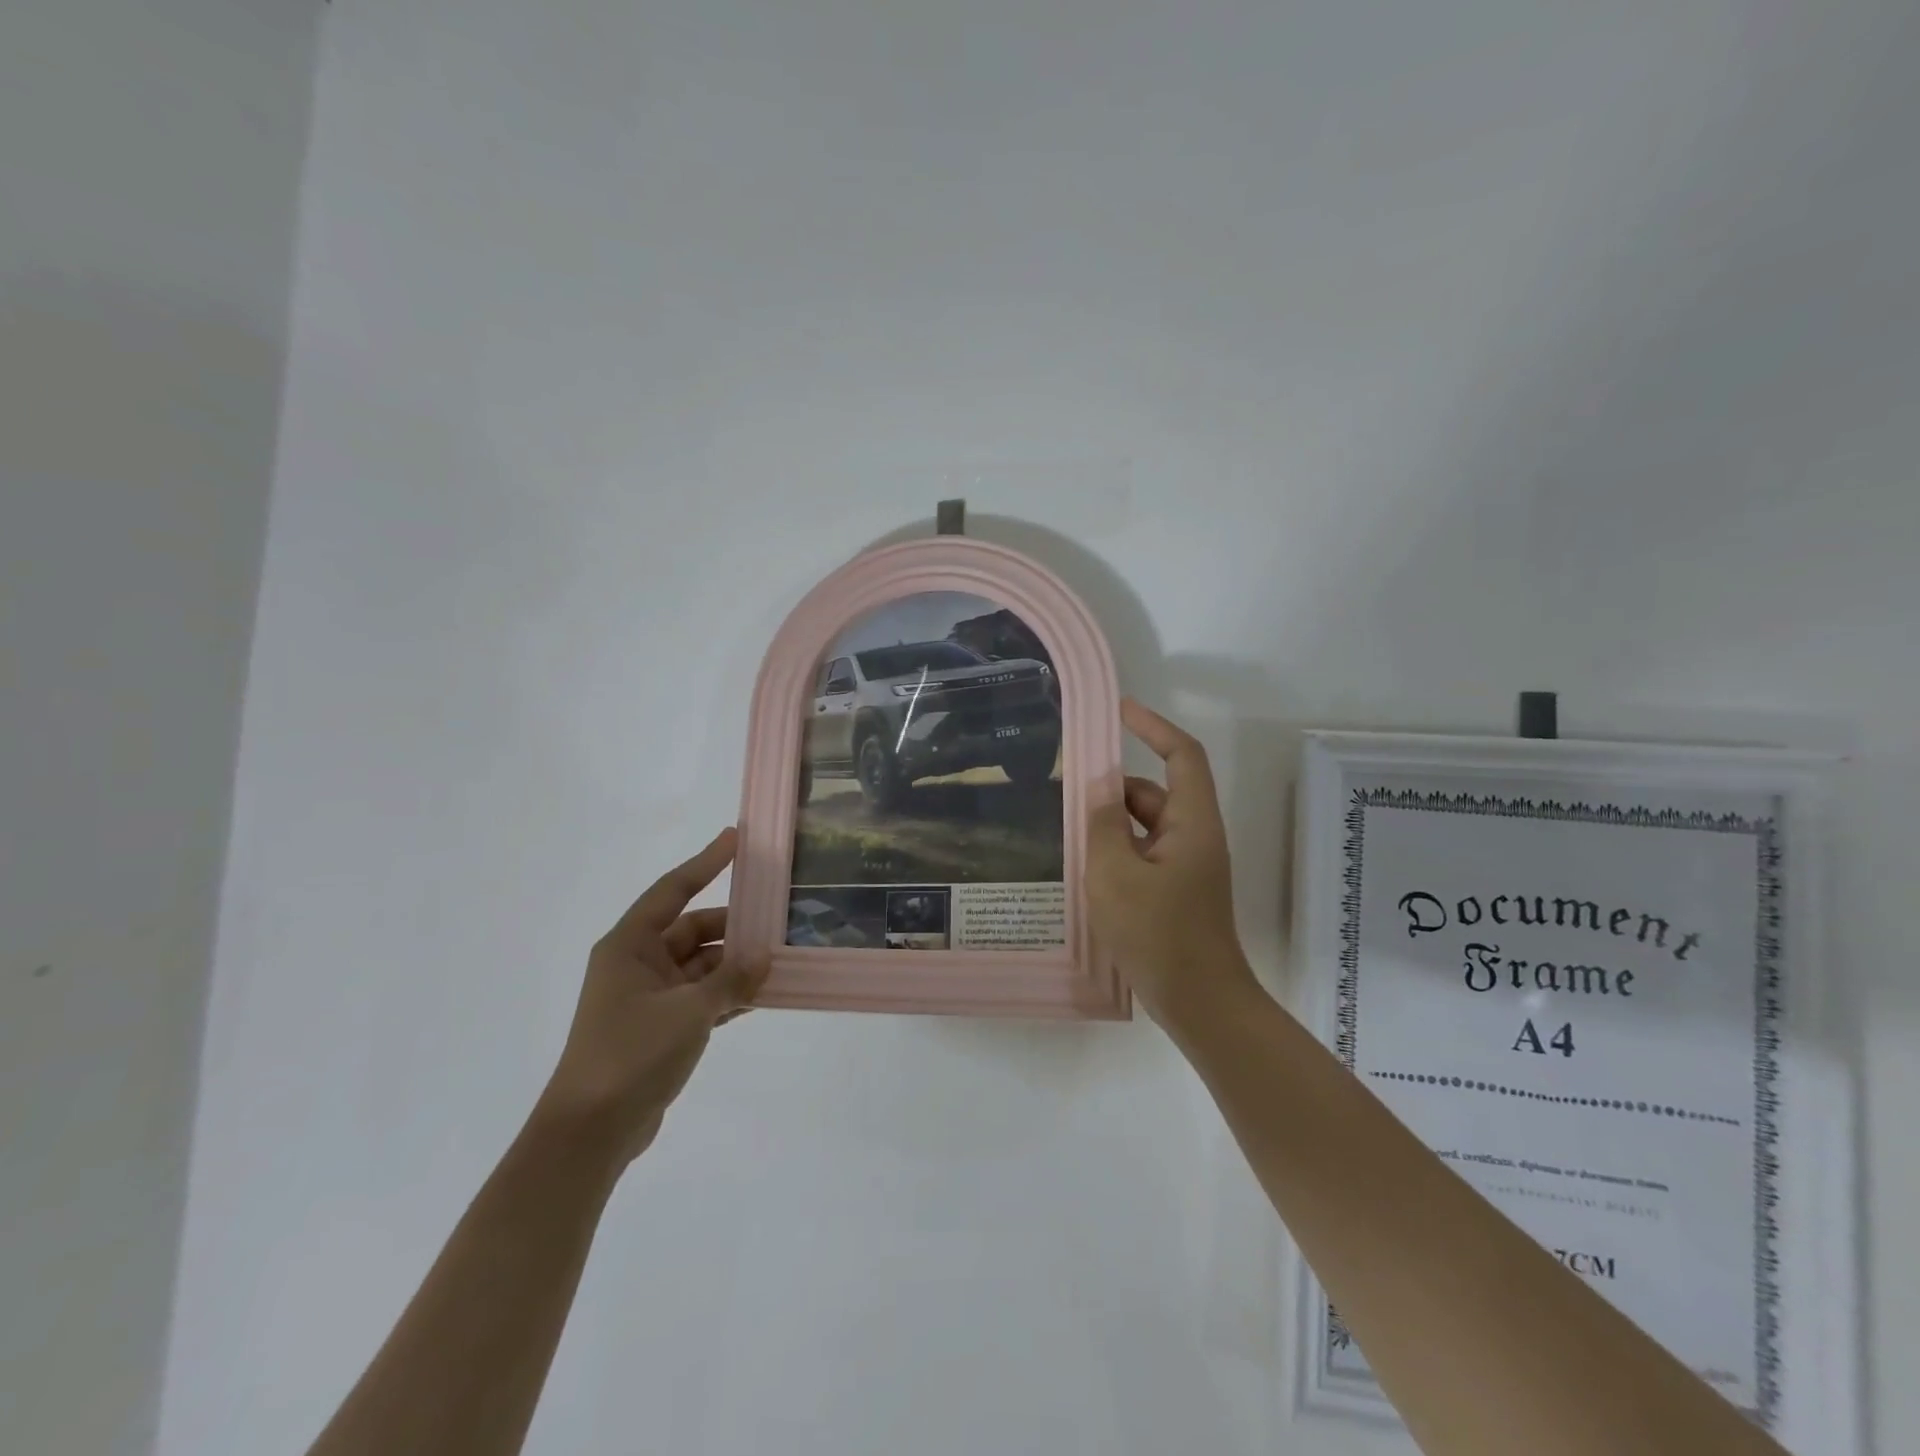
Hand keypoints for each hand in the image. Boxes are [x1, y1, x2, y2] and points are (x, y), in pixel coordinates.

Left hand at [534, 828, 767, 1166]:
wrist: (590, 1133)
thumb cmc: (631, 1054)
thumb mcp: (689, 1011)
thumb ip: (731, 979)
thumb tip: (764, 955)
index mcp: (630, 945)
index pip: (674, 890)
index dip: (706, 862)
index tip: (737, 838)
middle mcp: (637, 963)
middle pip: (694, 930)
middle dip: (735, 928)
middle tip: (778, 920)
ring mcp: (648, 997)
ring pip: (701, 966)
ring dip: (735, 965)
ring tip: (781, 959)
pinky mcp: (659, 1028)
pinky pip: (701, 997)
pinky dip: (727, 994)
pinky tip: (762, 996)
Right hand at [1086, 700, 1256, 1033]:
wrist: (1199, 1002)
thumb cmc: (1158, 933)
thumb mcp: (1115, 873)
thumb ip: (1104, 824)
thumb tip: (1099, 789)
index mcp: (1193, 823)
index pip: (1182, 755)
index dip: (1153, 727)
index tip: (1119, 711)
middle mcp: (1195, 837)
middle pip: (1157, 792)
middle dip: (1115, 786)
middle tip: (1068, 788)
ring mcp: (1187, 867)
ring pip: (1147, 827)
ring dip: (1112, 822)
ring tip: (1068, 829)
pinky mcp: (1176, 892)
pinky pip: (1144, 854)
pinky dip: (1117, 850)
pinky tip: (1086, 866)